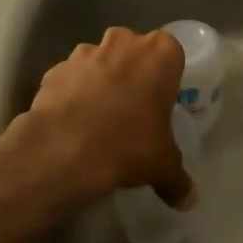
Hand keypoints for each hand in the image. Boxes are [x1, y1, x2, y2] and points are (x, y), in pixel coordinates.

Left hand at [13, 27, 195, 210]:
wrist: (64, 151)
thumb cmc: (129, 145)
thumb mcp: (163, 166)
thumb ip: (178, 180)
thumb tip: (188, 200)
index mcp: (159, 54)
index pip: (171, 52)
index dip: (166, 75)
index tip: (161, 100)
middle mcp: (122, 42)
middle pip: (132, 51)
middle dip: (132, 72)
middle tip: (134, 108)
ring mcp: (84, 53)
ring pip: (98, 61)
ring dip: (100, 81)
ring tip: (100, 118)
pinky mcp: (54, 70)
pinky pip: (70, 79)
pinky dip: (72, 94)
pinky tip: (73, 124)